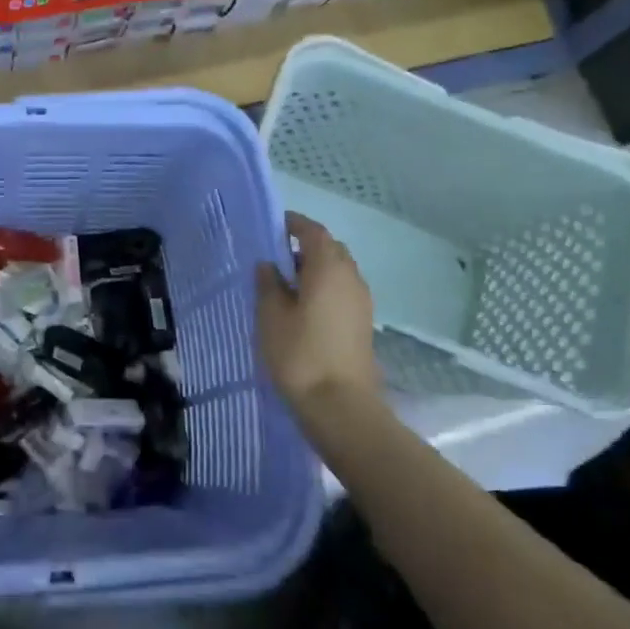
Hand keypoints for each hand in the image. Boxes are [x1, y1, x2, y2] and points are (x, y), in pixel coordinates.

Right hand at [255, 212, 380, 411]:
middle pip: (330, 250)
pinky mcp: (361, 323)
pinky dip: (323, 288)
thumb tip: (269, 265)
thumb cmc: (299, 353)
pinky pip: (341, 292)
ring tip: (285, 285)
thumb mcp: (270, 315)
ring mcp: (361, 302)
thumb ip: (268, 284)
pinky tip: (301, 308)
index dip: (294, 224)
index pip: (313, 232)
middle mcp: (351, 278)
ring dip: (314, 270)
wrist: (339, 404)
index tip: (273, 226)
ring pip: (337, 272)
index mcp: (328, 268)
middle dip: (305, 247)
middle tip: (276, 257)